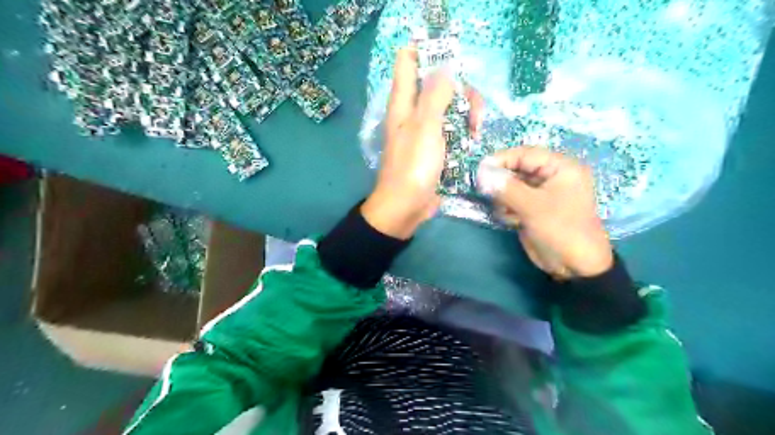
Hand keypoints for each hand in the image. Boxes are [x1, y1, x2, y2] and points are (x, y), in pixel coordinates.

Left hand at [360, 47, 481, 238]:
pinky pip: (451, 129)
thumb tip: (445, 65)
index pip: (407, 62)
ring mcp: (425, 131)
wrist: (406, 207)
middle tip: (474, 110)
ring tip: (476, 130)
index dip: (427, 51)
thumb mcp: (425, 127)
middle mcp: (413, 113)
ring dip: (466, 113)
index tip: (453, 58)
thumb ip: (434, 95)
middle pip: (438, 85)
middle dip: (460, 90)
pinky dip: (463, 130)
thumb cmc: (413, 167)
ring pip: (448, 107)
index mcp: (404, 103)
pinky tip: (473, 139)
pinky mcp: (434, 148)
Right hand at [480, 146, 611, 277]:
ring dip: (503, 197)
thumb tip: (482, 173)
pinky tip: (511, 220)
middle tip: (485, 190)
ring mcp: (542, 194)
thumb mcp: (533, 207)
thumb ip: (506, 188)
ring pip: (513, 186)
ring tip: (505, 211)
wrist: (576, 266)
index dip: (503, 159)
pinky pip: (514, 201)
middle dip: (501, 180)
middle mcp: (552, 177)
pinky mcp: (534, 209)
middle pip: (518, 169)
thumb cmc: (561, 230)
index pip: (526, 154)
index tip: (481, 169)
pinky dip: (507, 208)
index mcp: (561, 168)